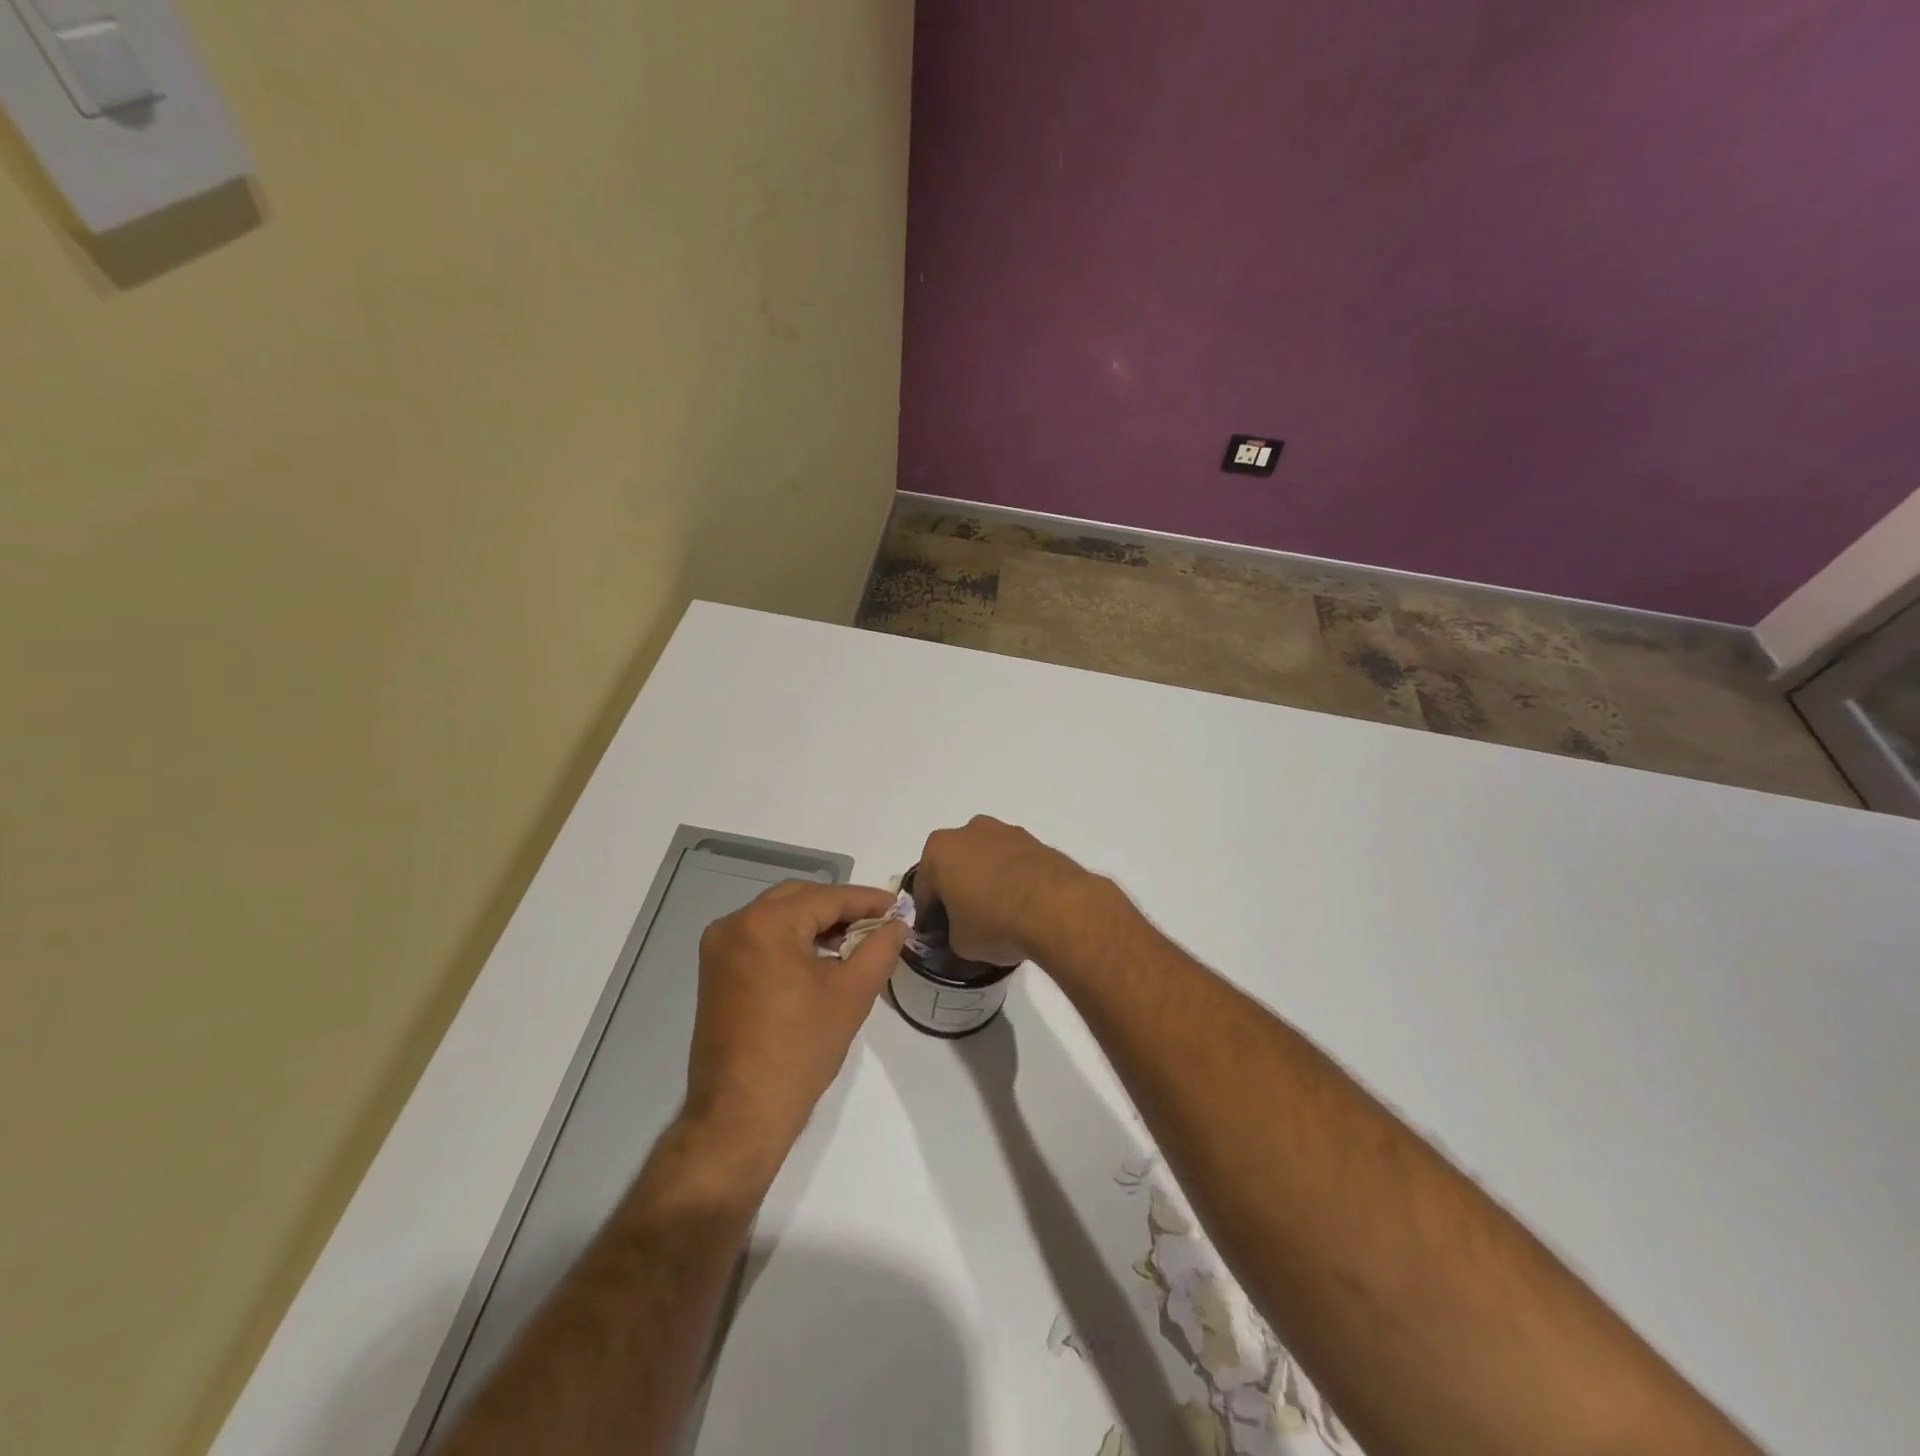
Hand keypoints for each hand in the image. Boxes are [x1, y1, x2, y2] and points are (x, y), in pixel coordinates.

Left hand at [684, 882, 906, 1175]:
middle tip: (878, 922)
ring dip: (815, 922)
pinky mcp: (715, 972)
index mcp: (765, 924)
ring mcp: (719, 948)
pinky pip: (760, 938)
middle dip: (840, 907)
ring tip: (854, 940)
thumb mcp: (852, 993)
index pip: (827, 897)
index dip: (867, 900)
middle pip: (798, 898)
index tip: (899, 906)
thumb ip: (880, 948)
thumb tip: (898, 923)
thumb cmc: (800, 1050)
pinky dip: (792, 939)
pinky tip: (819, 957)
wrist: (740, 1115)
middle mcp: (735, 925)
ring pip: (778, 916)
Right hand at [914, 816, 1094, 965]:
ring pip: (985, 859)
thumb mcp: (959, 943)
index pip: (924, 889)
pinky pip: (1013, 862)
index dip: (928, 916)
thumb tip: (961, 930)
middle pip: (954, 865)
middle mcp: (968, 831)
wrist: (1057, 907)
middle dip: (956, 890)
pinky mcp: (1035, 841)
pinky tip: (1021, 906)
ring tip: (998, 915)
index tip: (936, 936)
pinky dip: (1012, 879)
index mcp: (939, 850)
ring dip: (986, 881)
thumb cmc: (994, 922)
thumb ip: (951, 933)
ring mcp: (1005, 832)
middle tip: (965, 922)